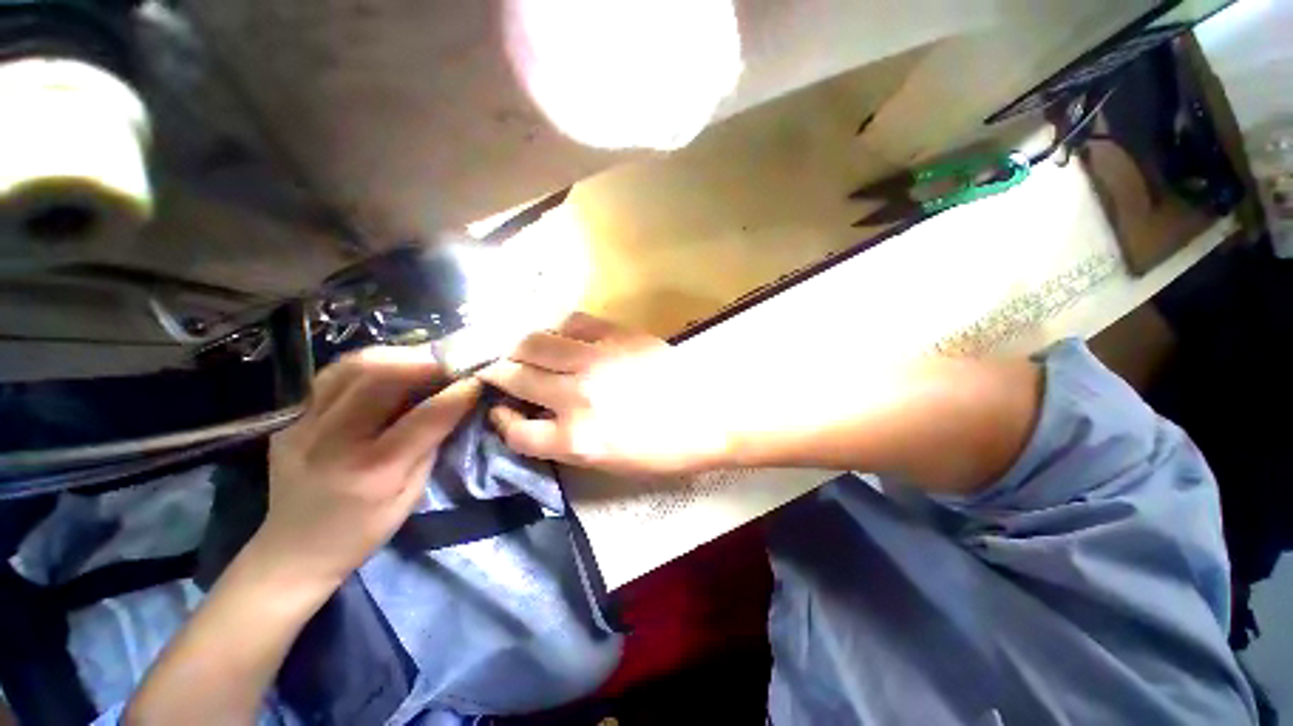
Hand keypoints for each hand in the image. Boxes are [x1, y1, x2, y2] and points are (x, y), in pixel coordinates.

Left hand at [260, 346, 480, 585]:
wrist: (293, 549)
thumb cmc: (363, 530)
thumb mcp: (412, 494)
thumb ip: (432, 442)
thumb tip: (457, 402)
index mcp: (373, 472)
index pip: (426, 417)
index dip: (459, 393)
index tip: (480, 378)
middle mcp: (332, 441)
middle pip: (382, 377)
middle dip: (427, 362)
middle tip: (454, 361)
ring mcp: (303, 425)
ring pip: (354, 366)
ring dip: (398, 355)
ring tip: (425, 359)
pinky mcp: (290, 417)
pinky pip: (334, 374)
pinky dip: (369, 363)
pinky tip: (389, 367)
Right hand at [478, 313, 733, 476]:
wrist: (710, 417)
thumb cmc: (663, 450)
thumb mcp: (608, 462)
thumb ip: (565, 441)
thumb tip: (536, 418)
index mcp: (576, 439)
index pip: (514, 431)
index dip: (501, 420)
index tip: (501, 410)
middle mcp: (576, 396)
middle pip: (516, 377)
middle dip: (499, 374)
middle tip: (499, 371)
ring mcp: (596, 360)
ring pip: (535, 342)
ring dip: (521, 347)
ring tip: (525, 350)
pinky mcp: (618, 335)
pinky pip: (574, 321)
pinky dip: (560, 327)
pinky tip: (564, 336)